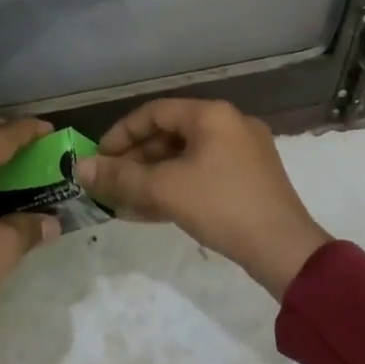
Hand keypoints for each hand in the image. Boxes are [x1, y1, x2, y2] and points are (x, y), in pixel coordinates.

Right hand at [78, 99, 330, 297]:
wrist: (285, 251)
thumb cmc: (221, 206)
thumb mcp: (164, 190)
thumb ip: (120, 177)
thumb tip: (79, 169)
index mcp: (212, 115)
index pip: (154, 112)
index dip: (121, 133)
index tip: (99, 158)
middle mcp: (229, 125)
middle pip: (169, 134)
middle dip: (135, 159)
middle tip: (110, 182)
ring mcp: (242, 153)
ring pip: (185, 156)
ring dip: (152, 176)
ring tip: (125, 200)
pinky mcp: (248, 179)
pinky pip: (202, 173)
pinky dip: (175, 186)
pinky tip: (151, 210)